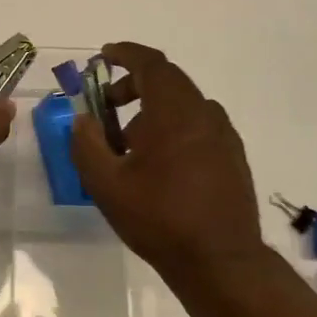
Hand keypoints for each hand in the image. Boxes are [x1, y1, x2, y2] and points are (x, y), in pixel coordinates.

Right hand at [70, 42, 262, 273]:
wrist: (221, 262)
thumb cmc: (159, 218)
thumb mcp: (106, 184)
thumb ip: (87, 144)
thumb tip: (83, 119)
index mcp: (175, 111)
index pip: (151, 64)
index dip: (126, 54)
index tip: (103, 56)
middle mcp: (204, 113)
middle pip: (167, 82)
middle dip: (133, 85)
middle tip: (106, 104)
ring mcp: (223, 135)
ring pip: (183, 106)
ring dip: (152, 110)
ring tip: (127, 143)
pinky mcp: (233, 156)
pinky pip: (198, 126)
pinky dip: (173, 127)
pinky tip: (158, 163)